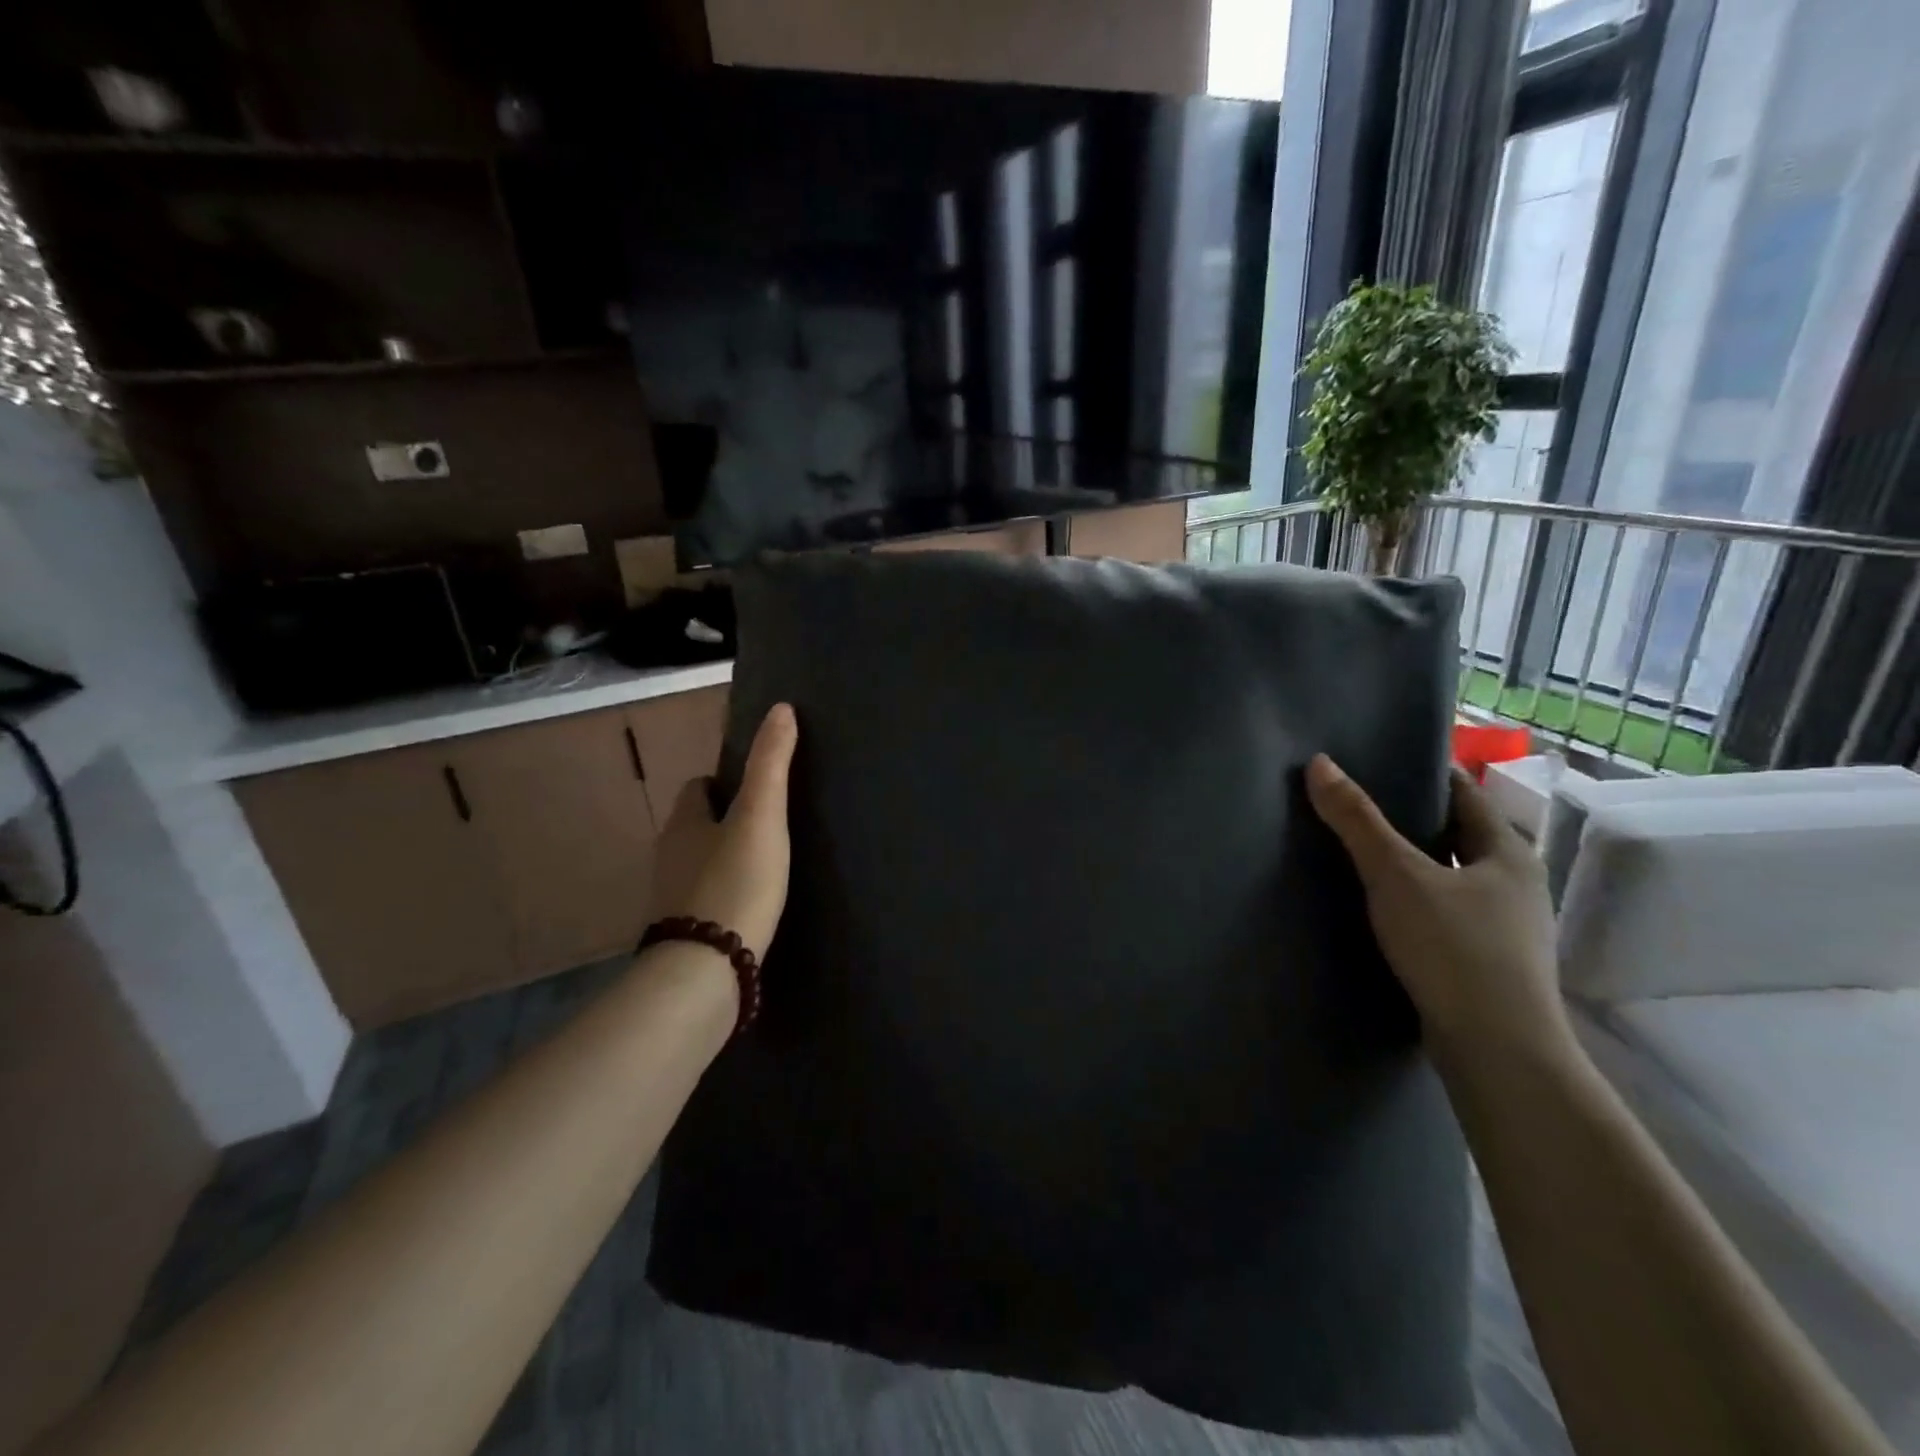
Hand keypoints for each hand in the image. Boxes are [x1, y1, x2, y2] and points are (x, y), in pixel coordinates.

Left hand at [651, 704, 797, 961]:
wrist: (706, 970)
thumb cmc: (735, 882)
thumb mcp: (761, 816)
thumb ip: (771, 764)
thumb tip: (781, 708)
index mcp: (683, 823)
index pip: (698, 786)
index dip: (725, 781)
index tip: (758, 787)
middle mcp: (669, 857)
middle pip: (698, 826)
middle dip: (727, 822)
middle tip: (770, 827)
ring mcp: (672, 899)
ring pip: (701, 864)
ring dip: (727, 861)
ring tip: (768, 867)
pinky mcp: (684, 934)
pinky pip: (707, 900)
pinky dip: (727, 895)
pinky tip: (754, 907)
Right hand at [1305, 754, 1568, 1061]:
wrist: (1496, 1051)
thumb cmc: (1455, 949)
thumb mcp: (1397, 876)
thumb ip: (1357, 821)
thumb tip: (1319, 763)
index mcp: (1508, 853)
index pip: (1465, 793)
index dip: (1427, 771)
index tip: (1382, 757)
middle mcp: (1514, 884)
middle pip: (1457, 833)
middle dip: (1412, 816)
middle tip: (1357, 798)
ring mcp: (1504, 927)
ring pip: (1449, 875)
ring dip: (1412, 860)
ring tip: (1358, 847)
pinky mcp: (1484, 962)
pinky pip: (1443, 910)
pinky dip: (1413, 897)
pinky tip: (1378, 903)